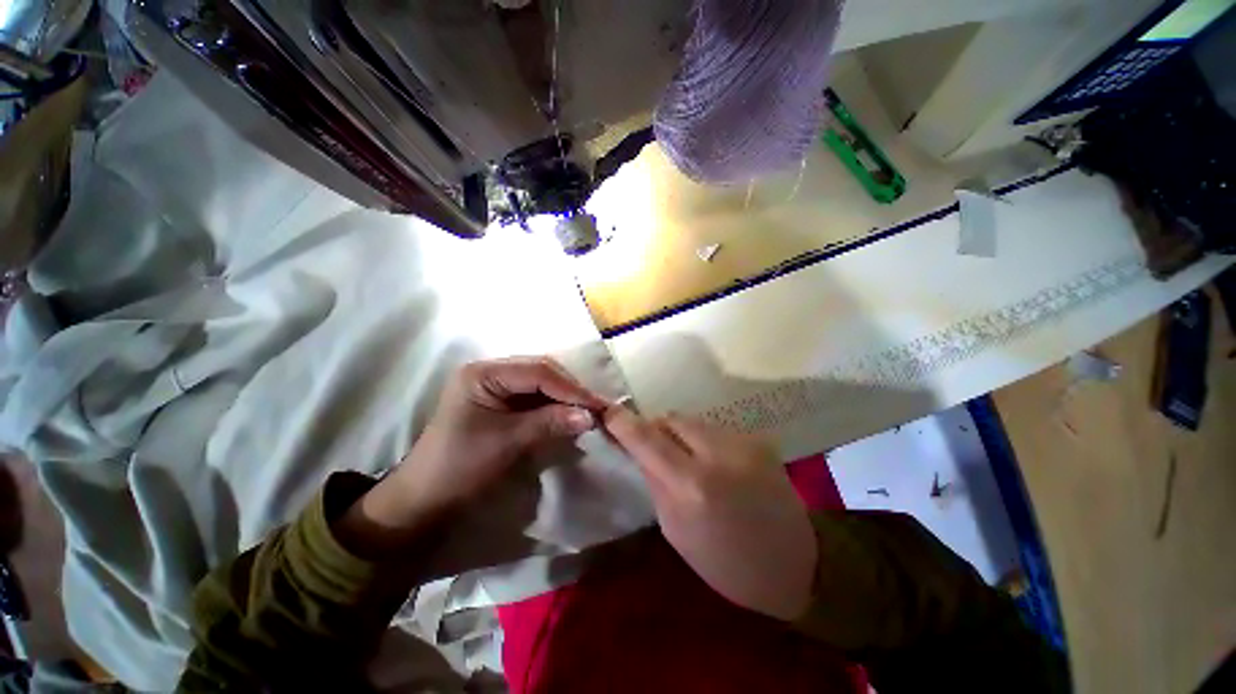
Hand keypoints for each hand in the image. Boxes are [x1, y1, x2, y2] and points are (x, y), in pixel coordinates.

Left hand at [338, 357, 608, 556]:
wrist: (425, 499)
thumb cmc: (459, 467)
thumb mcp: (507, 442)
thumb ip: (550, 423)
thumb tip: (591, 415)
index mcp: (483, 373)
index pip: (537, 372)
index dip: (570, 388)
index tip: (597, 406)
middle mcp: (491, 371)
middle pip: (541, 372)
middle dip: (570, 389)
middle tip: (596, 408)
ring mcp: (497, 385)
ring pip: (541, 383)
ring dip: (565, 396)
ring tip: (588, 410)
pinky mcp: (502, 401)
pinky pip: (535, 396)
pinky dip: (555, 405)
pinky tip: (570, 414)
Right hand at [604, 408, 817, 620]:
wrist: (797, 566)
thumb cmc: (726, 563)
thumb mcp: (676, 530)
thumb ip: (655, 481)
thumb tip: (640, 449)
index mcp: (692, 485)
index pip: (647, 438)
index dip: (624, 422)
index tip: (608, 413)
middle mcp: (718, 454)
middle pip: (671, 418)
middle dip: (656, 428)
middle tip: (653, 448)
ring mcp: (743, 442)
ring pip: (694, 421)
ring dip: (681, 434)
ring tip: (687, 459)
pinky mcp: (759, 440)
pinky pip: (716, 430)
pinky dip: (705, 441)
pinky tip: (715, 464)